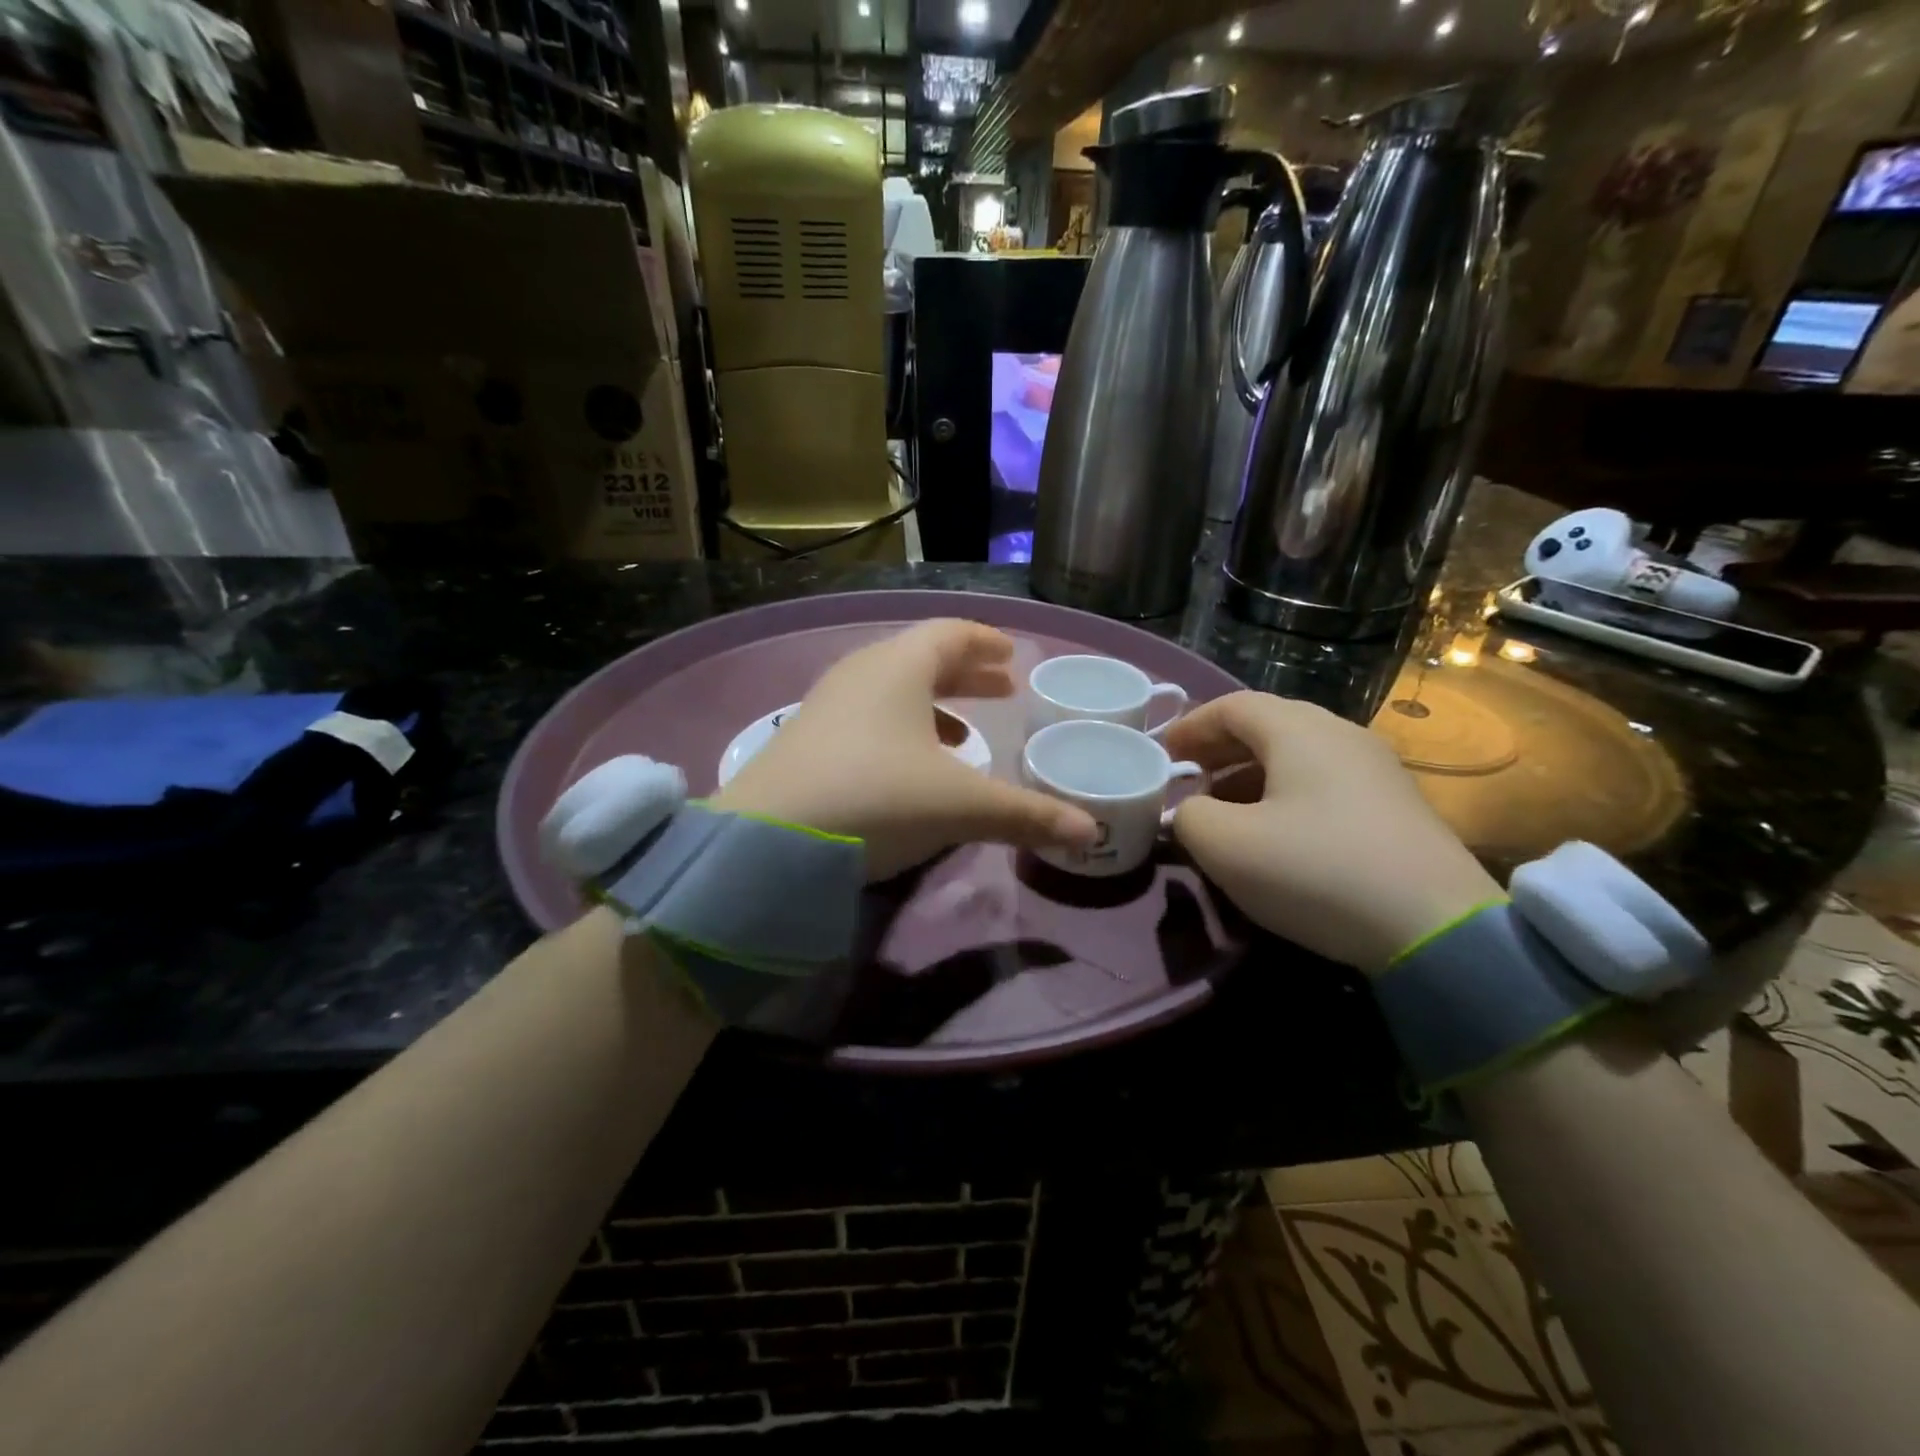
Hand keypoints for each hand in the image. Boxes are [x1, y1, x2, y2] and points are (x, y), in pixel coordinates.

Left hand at [711, 620, 1098, 880]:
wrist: (765, 841)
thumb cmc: (876, 799)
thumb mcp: (960, 807)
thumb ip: (1027, 816)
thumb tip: (1090, 833)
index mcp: (899, 667)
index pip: (951, 634)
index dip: (986, 643)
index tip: (1012, 657)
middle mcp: (861, 673)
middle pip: (922, 659)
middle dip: (967, 675)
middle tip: (1004, 691)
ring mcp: (826, 705)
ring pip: (892, 690)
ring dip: (934, 705)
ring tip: (966, 734)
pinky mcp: (805, 739)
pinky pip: (867, 717)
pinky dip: (901, 729)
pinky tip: (912, 767)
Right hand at [1165, 691, 1502, 972]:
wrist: (1435, 927)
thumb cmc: (1315, 870)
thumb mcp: (1225, 845)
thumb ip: (1187, 816)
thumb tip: (1190, 812)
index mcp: (1298, 730)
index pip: (1231, 706)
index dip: (1190, 726)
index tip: (1161, 754)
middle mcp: (1340, 735)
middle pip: (1267, 725)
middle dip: (1218, 750)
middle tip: (1187, 779)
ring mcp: (1376, 769)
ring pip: (1297, 755)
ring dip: (1250, 774)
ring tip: (1223, 808)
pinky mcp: (1395, 805)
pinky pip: (1324, 782)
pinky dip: (1284, 794)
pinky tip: (1275, 832)